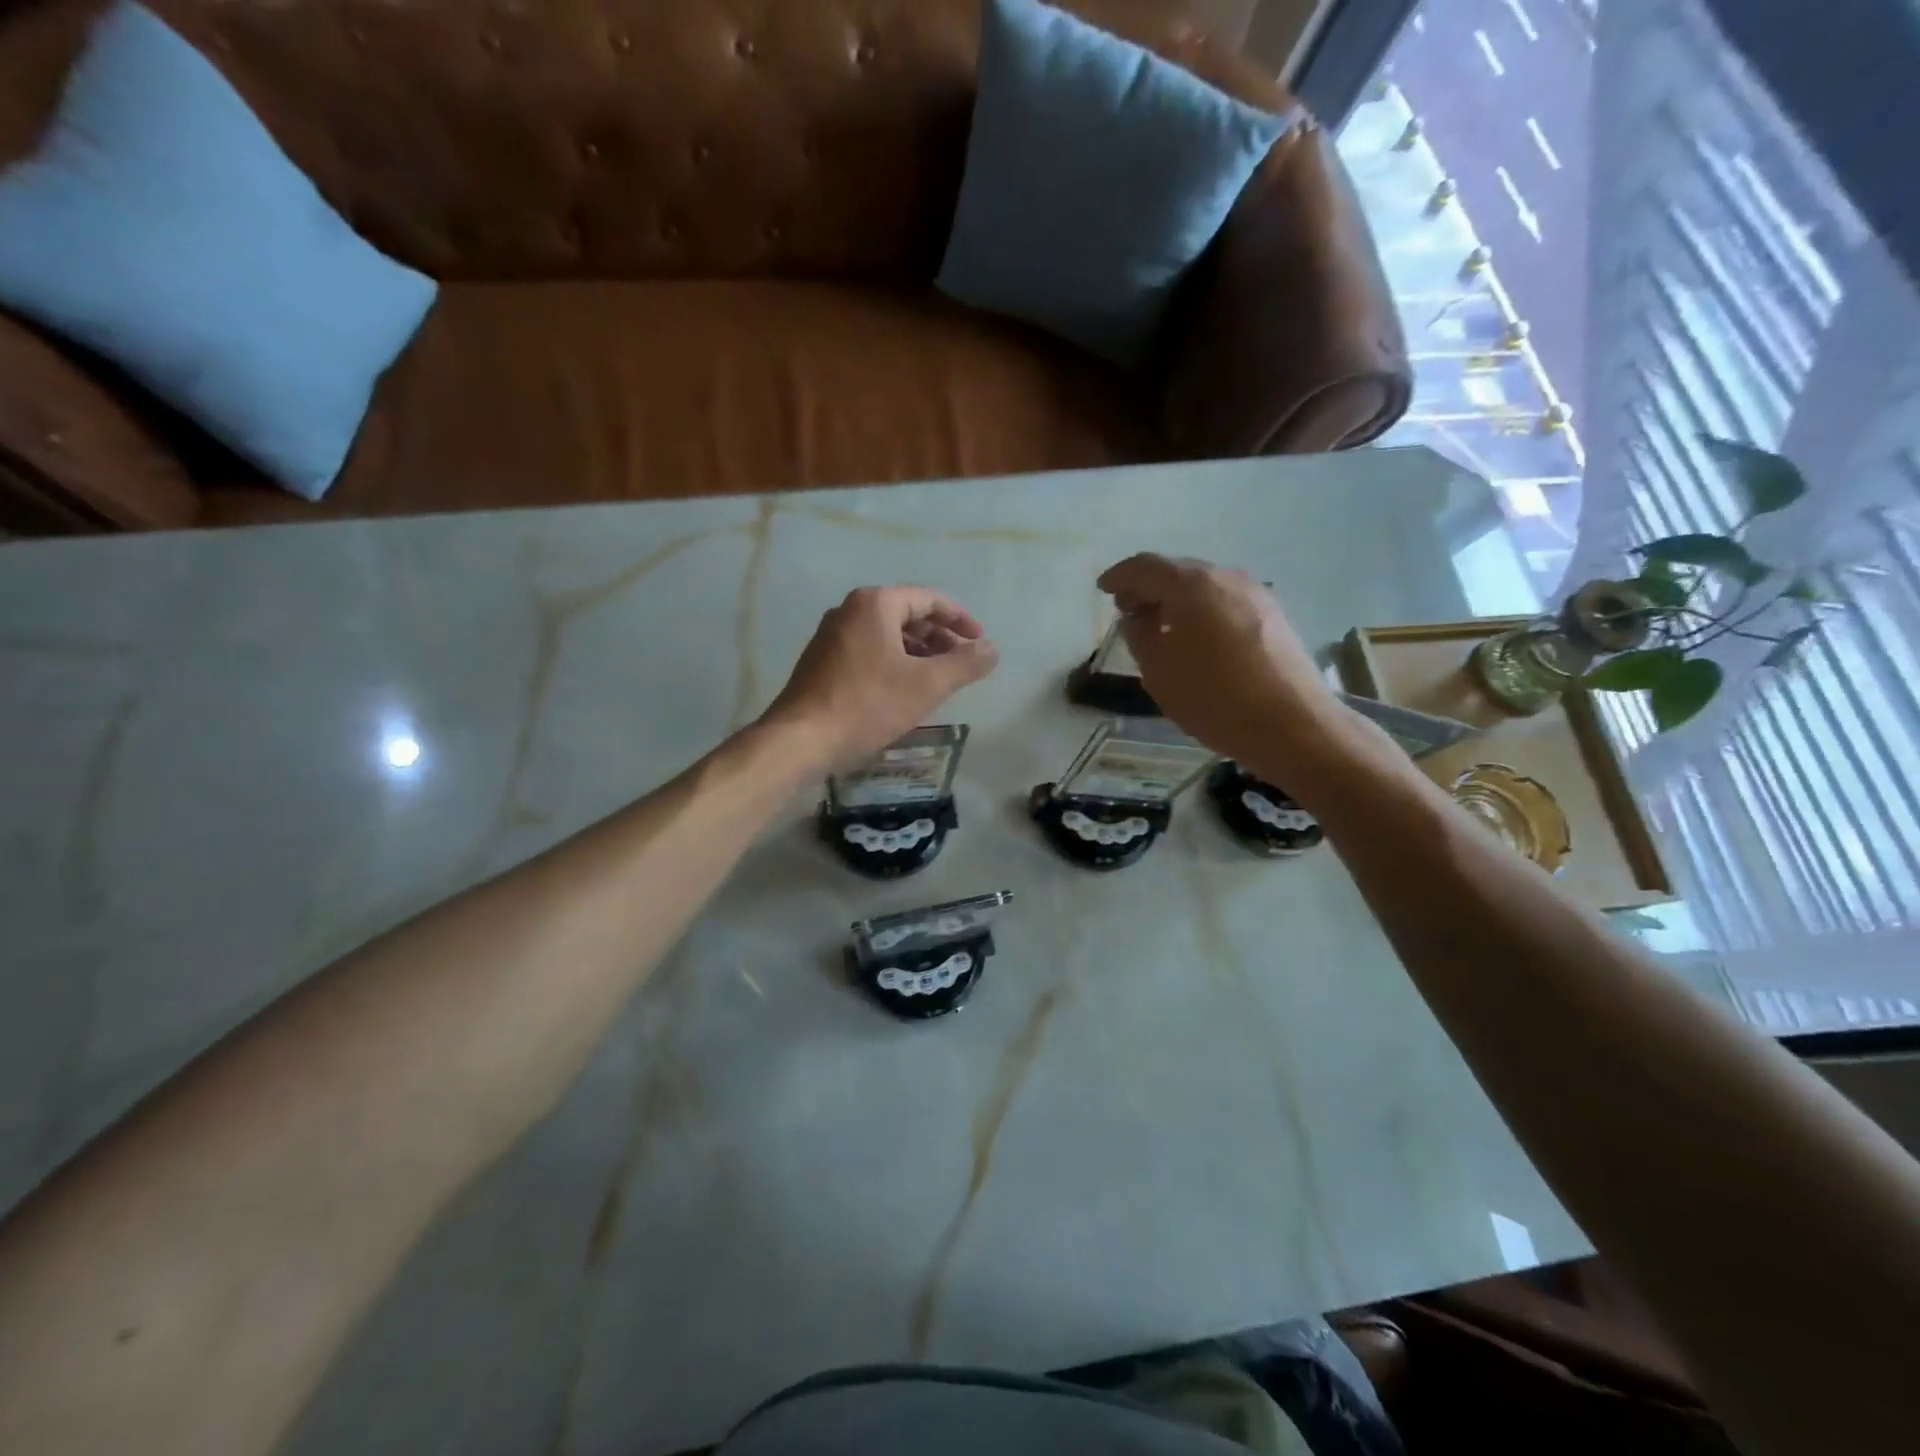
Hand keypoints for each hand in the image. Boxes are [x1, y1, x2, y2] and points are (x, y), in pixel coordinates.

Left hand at [761, 586, 998, 769]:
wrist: (802, 739)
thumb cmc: (868, 704)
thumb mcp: (927, 685)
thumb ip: (965, 664)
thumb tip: (992, 650)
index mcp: (875, 604)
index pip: (929, 599)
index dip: (960, 619)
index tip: (980, 642)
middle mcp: (849, 610)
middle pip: (906, 614)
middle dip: (939, 637)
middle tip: (961, 662)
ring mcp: (831, 636)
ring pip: (886, 635)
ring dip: (917, 652)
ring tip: (938, 678)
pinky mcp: (822, 662)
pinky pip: (868, 651)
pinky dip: (894, 662)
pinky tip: (904, 690)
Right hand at [1098, 554, 1335, 768]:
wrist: (1293, 725)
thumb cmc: (1214, 698)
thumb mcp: (1159, 672)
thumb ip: (1139, 637)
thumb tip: (1136, 619)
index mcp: (1192, 585)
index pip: (1145, 567)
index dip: (1119, 576)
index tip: (1103, 589)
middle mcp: (1226, 578)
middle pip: (1178, 571)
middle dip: (1149, 588)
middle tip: (1128, 610)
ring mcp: (1256, 595)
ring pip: (1205, 587)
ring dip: (1177, 600)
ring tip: (1160, 626)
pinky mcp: (1275, 617)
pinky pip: (1226, 603)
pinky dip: (1203, 612)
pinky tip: (1196, 638)